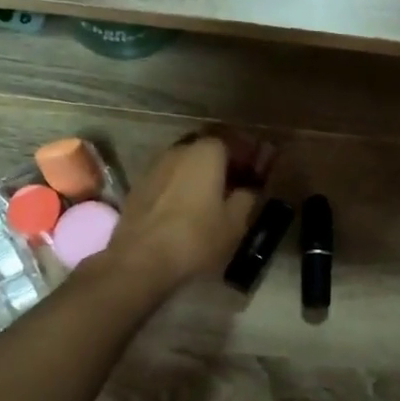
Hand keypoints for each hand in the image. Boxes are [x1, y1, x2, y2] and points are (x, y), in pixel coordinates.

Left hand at [101, 130, 274, 292]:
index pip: (234, 141)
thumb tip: (249, 189)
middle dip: (225, 160)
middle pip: (208, 148)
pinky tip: (188, 206)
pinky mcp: (139, 186)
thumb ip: (247, 198)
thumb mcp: (235, 223)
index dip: (250, 154)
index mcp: (206, 152)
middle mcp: (180, 150)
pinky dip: (182, 185)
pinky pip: (169, 177)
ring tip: (214, 195)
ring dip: (202, 173)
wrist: (139, 260)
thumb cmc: (195, 237)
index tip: (260, 169)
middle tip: (239, 181)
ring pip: (186, 162)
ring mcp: (155, 166)